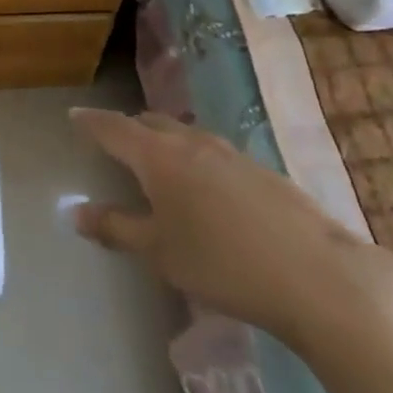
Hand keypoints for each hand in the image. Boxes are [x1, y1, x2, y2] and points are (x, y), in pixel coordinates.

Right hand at [70, 107, 392, 344]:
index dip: (91, 121)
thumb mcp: (160, 252)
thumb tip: (75, 212)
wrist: (319, 277)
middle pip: (151, 123)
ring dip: (164, 141)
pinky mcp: (262, 171)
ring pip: (185, 135)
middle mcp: (192, 142)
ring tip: (158, 163)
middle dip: (129, 129)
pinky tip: (206, 190)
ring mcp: (232, 153)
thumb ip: (116, 227)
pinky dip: (195, 159)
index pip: (114, 127)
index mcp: (158, 156)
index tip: (74, 115)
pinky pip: (214, 153)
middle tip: (114, 142)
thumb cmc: (223, 263)